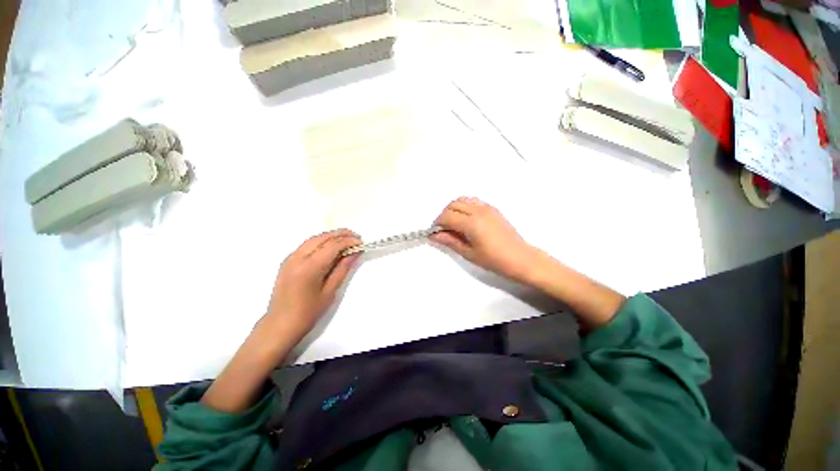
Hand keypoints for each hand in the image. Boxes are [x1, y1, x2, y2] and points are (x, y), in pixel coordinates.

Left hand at [264, 229, 361, 340]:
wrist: (280, 324)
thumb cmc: (308, 312)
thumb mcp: (330, 291)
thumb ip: (342, 268)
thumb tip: (354, 253)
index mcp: (309, 267)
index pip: (332, 246)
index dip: (348, 241)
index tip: (361, 241)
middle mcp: (297, 258)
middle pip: (322, 238)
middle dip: (340, 234)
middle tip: (355, 236)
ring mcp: (290, 258)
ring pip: (313, 239)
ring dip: (330, 236)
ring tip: (346, 239)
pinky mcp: (287, 261)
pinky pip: (306, 245)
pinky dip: (321, 242)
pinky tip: (330, 247)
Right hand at [430, 197, 539, 282]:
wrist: (521, 258)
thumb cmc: (494, 260)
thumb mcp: (469, 253)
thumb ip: (450, 241)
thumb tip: (433, 236)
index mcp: (472, 223)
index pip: (447, 216)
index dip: (438, 223)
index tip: (436, 232)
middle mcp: (478, 211)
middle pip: (453, 204)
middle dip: (444, 215)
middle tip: (444, 229)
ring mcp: (487, 208)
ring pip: (463, 199)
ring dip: (454, 208)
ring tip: (455, 224)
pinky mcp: (493, 209)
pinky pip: (474, 201)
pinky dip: (465, 206)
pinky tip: (467, 220)